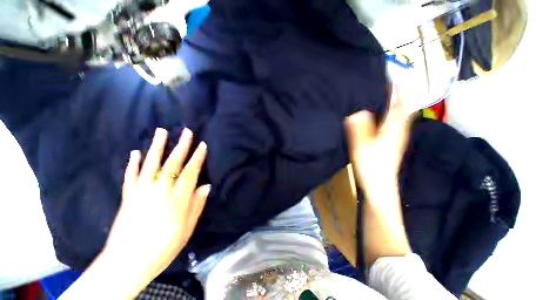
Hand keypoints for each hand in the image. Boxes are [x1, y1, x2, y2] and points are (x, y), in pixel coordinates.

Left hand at [104, 127, 209, 282]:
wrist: (128, 262)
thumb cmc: (163, 246)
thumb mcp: (187, 228)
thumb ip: (197, 204)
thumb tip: (206, 186)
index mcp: (177, 198)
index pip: (191, 172)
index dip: (197, 157)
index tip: (202, 145)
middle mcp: (160, 190)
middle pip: (173, 163)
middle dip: (181, 146)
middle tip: (186, 131)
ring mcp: (142, 191)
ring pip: (151, 164)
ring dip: (157, 146)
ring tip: (162, 131)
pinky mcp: (128, 196)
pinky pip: (131, 175)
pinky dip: (133, 163)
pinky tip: (136, 152)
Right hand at [344, 86, 413, 196]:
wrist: (380, 186)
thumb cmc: (371, 166)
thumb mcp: (362, 147)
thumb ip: (359, 129)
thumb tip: (357, 111)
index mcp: (393, 129)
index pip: (401, 105)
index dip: (401, 91)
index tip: (397, 77)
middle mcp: (399, 131)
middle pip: (403, 109)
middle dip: (400, 95)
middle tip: (390, 83)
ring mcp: (397, 138)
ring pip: (399, 116)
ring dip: (396, 104)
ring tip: (386, 95)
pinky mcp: (392, 144)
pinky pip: (394, 124)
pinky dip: (391, 115)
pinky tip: (382, 115)